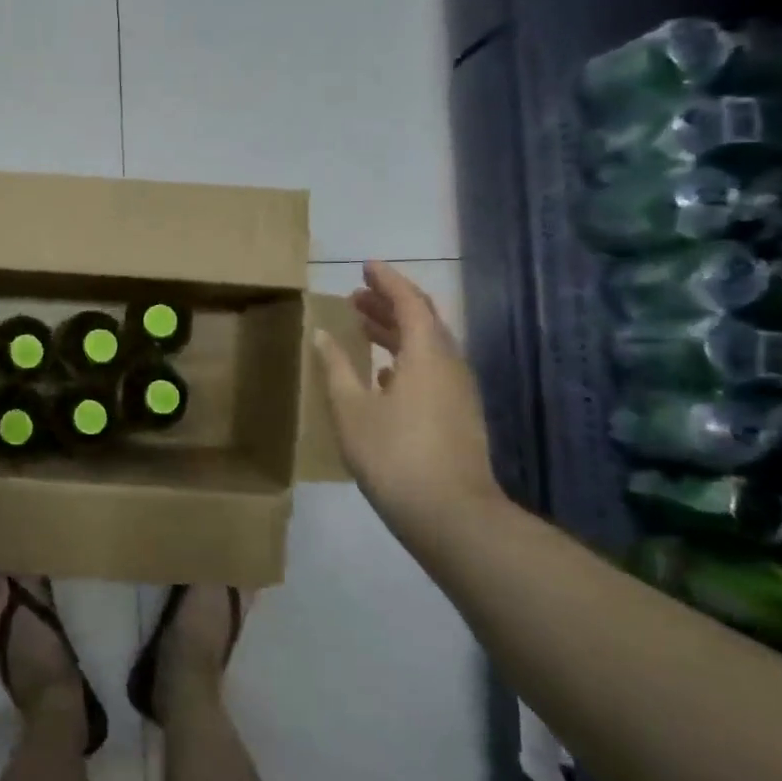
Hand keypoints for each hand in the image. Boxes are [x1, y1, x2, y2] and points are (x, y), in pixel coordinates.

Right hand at [312, 262, 502, 525]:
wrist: (451, 514)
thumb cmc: (394, 454)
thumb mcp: (352, 409)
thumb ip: (337, 368)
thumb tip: (323, 335)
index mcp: (428, 355)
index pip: (410, 302)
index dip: (387, 281)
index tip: (365, 265)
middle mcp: (450, 365)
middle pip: (422, 321)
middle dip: (389, 304)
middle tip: (355, 295)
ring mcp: (458, 392)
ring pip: (427, 347)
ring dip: (396, 332)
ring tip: (362, 326)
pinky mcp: (457, 415)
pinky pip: (431, 370)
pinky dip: (405, 358)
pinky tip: (382, 373)